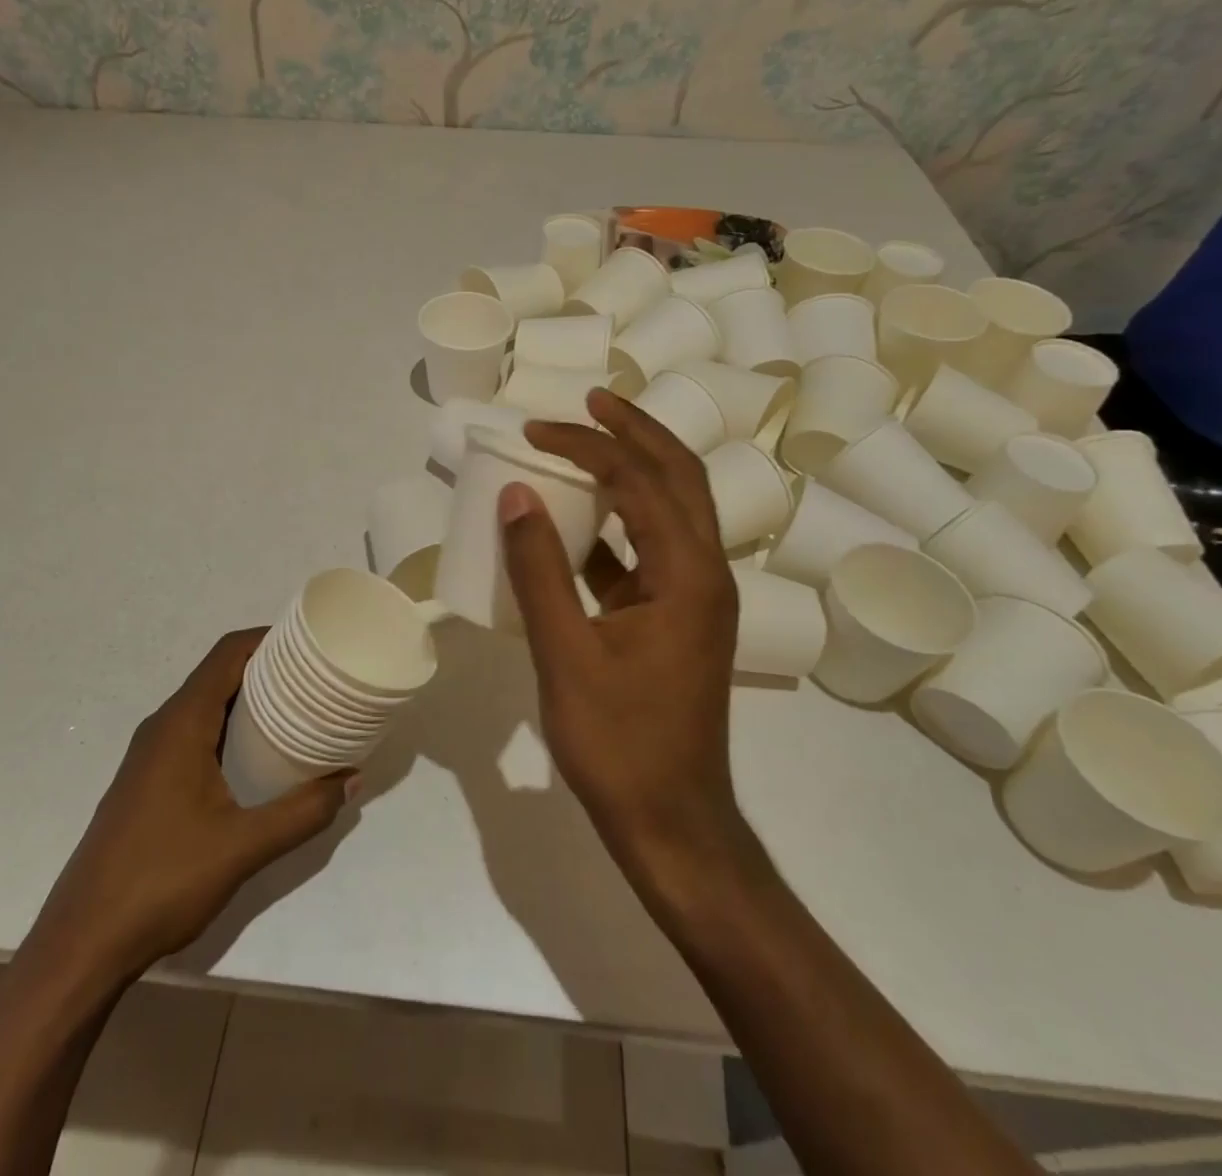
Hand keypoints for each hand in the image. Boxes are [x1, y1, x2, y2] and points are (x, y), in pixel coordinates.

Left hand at [21, 630, 354, 997]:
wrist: (81, 944)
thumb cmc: (161, 882)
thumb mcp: (243, 847)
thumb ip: (303, 812)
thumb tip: (353, 780)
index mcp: (181, 724)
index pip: (227, 654)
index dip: (268, 638)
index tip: (311, 643)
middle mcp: (162, 728)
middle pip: (219, 674)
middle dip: (267, 669)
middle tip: (317, 678)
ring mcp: (150, 756)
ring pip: (207, 706)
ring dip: (249, 700)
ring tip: (299, 711)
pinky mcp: (147, 782)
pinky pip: (195, 733)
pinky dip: (230, 728)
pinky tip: (258, 758)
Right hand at [497, 392, 753, 900]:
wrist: (672, 822)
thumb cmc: (619, 743)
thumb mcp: (566, 653)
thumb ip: (539, 569)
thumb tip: (515, 493)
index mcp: (688, 574)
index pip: (640, 481)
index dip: (586, 446)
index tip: (535, 430)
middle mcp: (705, 573)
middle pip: (680, 476)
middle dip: (636, 431)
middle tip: (591, 400)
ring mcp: (697, 596)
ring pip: (674, 508)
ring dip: (636, 468)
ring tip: (591, 439)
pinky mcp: (678, 618)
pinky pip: (652, 548)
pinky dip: (620, 520)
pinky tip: (579, 520)